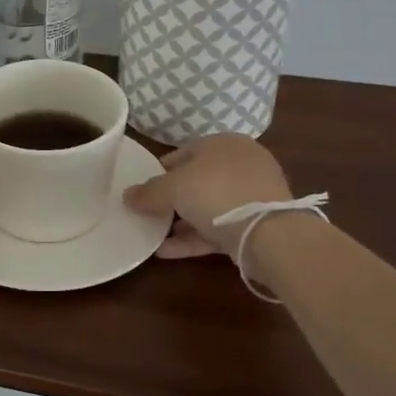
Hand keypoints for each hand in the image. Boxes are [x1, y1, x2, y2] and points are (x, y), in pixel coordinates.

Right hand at [123, 135, 291, 258]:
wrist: (268, 232)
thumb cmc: (216, 192)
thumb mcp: (173, 188)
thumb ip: (148, 192)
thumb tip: (127, 195)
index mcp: (223, 144)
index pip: (185, 152)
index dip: (161, 170)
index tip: (144, 188)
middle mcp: (240, 164)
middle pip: (197, 180)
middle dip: (172, 198)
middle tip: (148, 212)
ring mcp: (251, 196)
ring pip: (208, 206)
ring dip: (180, 222)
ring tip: (152, 235)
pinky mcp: (256, 226)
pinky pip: (217, 229)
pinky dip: (193, 238)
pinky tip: (165, 251)